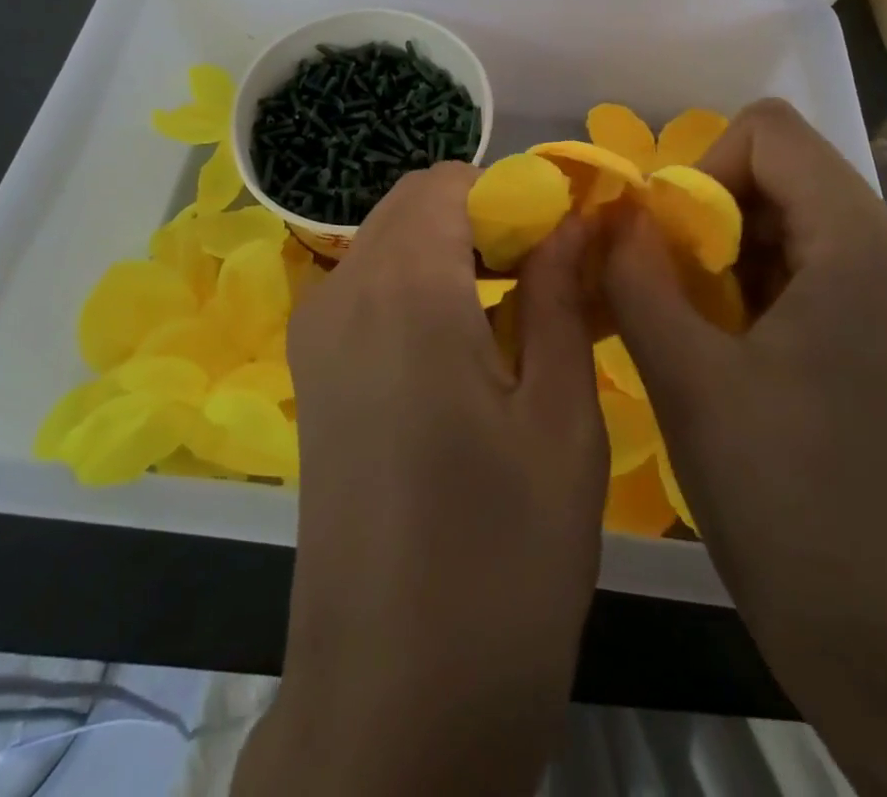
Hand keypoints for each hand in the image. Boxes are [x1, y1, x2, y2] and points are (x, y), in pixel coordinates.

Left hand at [234, 164, 605, 796]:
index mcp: (402, 287)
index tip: (564, 238)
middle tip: (551, 278)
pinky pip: (368, 291)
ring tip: (520, 315)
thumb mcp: (560, 418)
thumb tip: (574, 221)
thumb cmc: (501, 560)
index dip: (511, 193)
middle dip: (484, 218)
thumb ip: (562, 295)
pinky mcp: (312, 379)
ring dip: (452, 253)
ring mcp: (315, 336)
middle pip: (413, 206)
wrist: (391, 706)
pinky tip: (469, 352)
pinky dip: (419, 288)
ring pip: (388, 245)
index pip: (448, 180)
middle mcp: (342, 292)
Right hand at [606, 98, 886, 639]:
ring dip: (726, 252)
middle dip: (709, 214)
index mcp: (860, 247)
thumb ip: (634, 274)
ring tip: (695, 325)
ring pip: (791, 218)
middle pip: (783, 172)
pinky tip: (730, 349)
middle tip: (671, 289)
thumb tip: (611, 212)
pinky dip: (755, 283)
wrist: (884, 637)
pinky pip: (810, 266)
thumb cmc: (782, 498)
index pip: (770, 133)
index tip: (669, 245)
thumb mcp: (684, 376)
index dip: (701, 169)